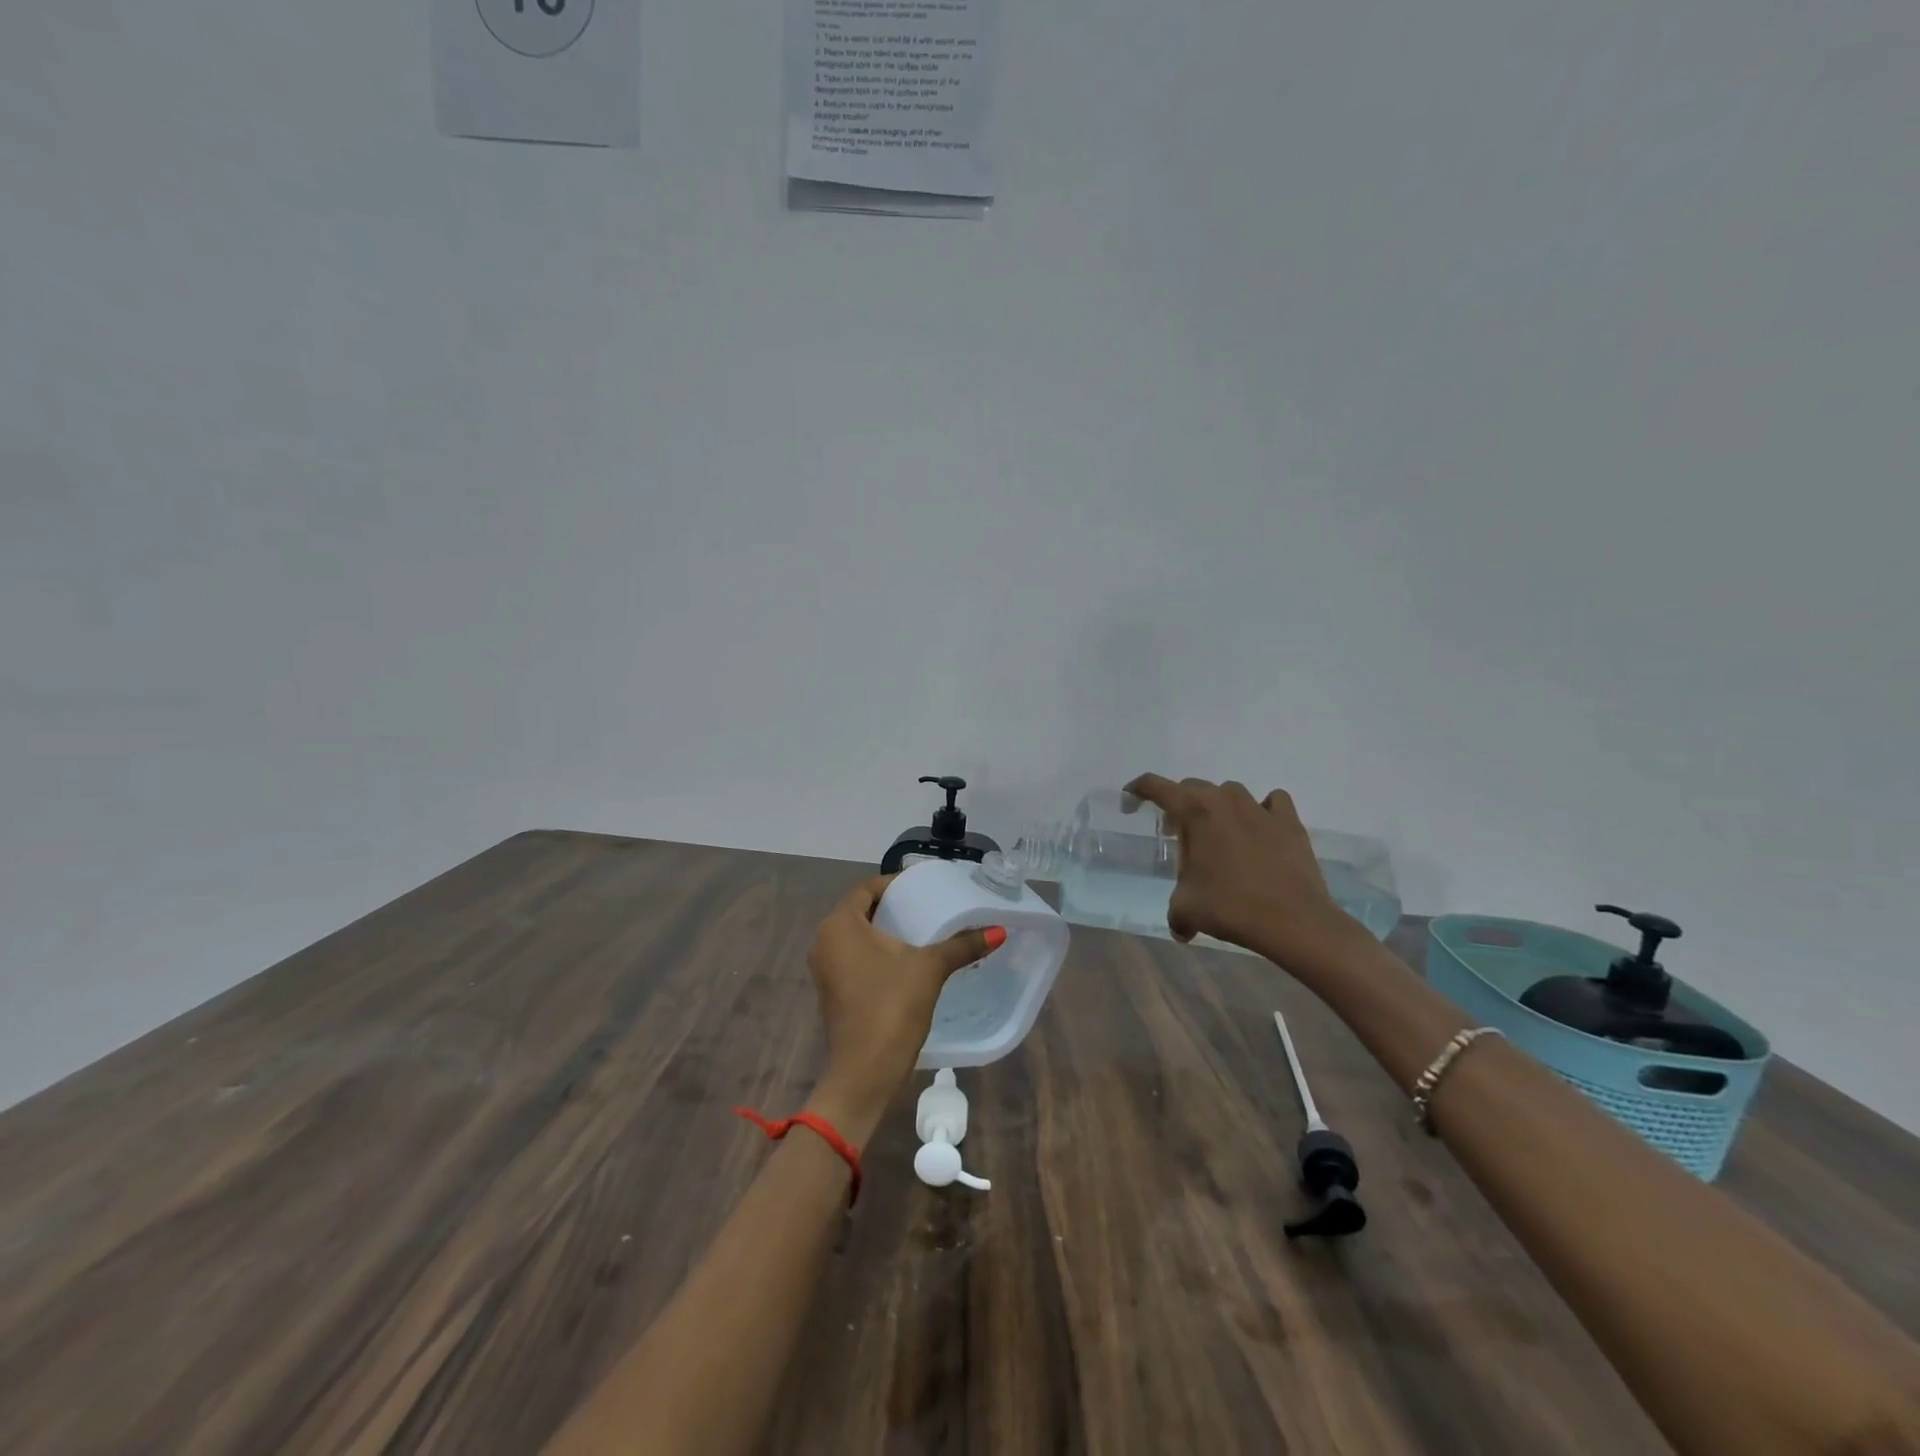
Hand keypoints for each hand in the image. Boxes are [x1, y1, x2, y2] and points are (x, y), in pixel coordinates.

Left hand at [802, 875, 1001, 1146]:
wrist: (865, 1073)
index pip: (866, 889)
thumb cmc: (891, 1008)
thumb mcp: (930, 969)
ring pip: (857, 937)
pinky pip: (856, 958)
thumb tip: (998, 931)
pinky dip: (878, 953)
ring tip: (922, 930)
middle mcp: (825, 941)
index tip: (923, 886)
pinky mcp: (833, 991)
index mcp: (839, 925)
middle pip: (861, 911)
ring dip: (886, 931)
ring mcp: (826, 969)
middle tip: (927, 905)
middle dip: (893, 907)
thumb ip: (962, 946)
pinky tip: (908, 960)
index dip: (895, 884)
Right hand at [1124, 774, 1357, 970]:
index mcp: (1194, 812)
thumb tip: (1181, 929)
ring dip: (1217, 807)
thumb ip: (1175, 912)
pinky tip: (1259, 829)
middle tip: (1176, 835)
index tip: (1130, 802)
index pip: (1155, 786)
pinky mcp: (1289, 822)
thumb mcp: (1186, 910)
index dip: (1137, 790)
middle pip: (1192, 788)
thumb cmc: (1231, 907)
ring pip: (1230, 793)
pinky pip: (1272, 802)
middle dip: (1178, 806)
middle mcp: (1225, 801)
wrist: (1293, 920)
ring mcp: (1260, 808)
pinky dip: (1262, 810)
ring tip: (1218, 835)